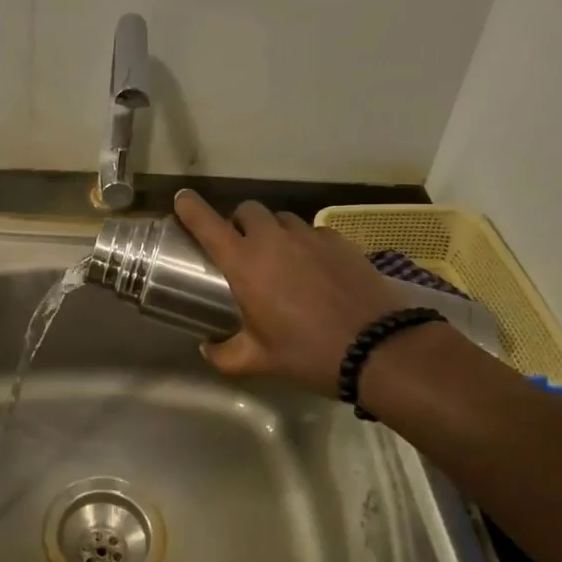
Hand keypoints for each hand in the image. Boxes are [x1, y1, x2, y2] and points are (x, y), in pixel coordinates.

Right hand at [175, 189, 410, 397]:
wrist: (379, 349)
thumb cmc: (308, 353)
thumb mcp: (259, 361)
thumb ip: (224, 354)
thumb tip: (207, 348)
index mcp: (244, 263)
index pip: (207, 223)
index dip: (190, 208)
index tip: (182, 200)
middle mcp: (272, 239)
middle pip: (247, 210)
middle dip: (239, 223)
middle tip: (242, 249)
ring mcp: (309, 236)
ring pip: (281, 219)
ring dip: (273, 232)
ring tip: (281, 260)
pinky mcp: (339, 241)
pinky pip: (313, 232)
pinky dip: (305, 244)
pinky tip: (316, 270)